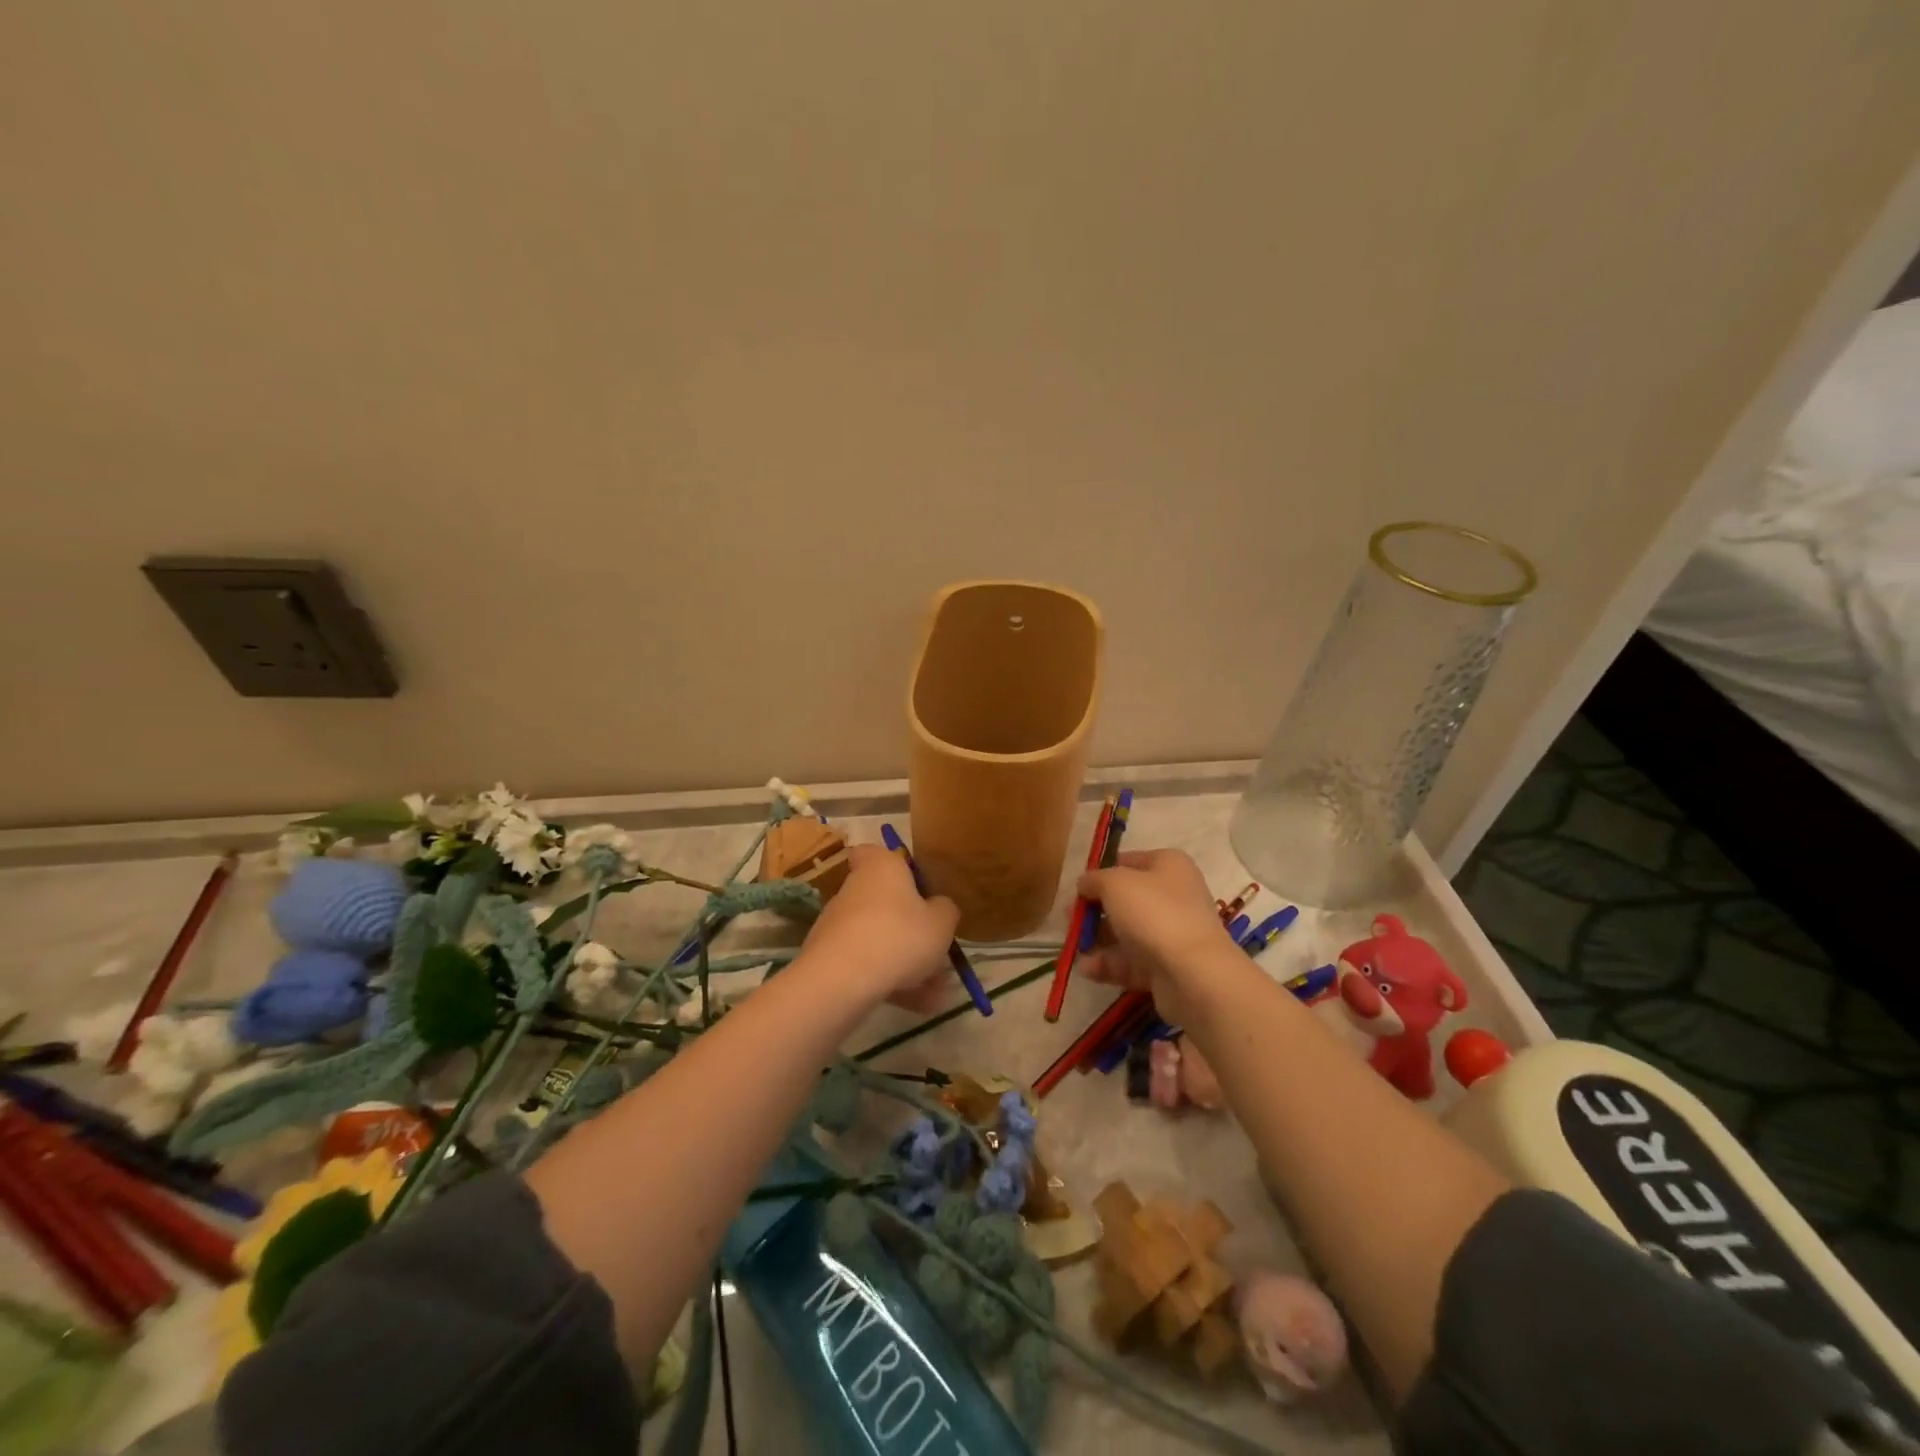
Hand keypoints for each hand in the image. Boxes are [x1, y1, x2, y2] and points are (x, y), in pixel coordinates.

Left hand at [797, 844, 959, 1005]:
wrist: (841, 981)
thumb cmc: (899, 936)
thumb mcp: (941, 923)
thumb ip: (945, 910)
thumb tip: (939, 907)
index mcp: (881, 866)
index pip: (876, 851)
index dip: (894, 865)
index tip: (915, 886)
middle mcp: (855, 888)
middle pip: (885, 901)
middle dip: (911, 928)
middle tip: (937, 952)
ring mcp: (838, 923)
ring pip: (881, 938)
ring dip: (906, 962)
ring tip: (936, 993)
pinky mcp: (828, 956)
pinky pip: (868, 964)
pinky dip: (890, 981)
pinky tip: (918, 1007)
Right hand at [1077, 848, 1241, 1025]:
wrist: (1193, 972)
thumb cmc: (1153, 913)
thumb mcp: (1114, 883)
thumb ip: (1094, 879)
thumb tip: (1085, 884)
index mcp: (1168, 866)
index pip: (1128, 862)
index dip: (1101, 873)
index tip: (1078, 889)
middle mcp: (1174, 895)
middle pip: (1126, 900)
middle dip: (1095, 911)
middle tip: (1069, 920)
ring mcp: (1171, 933)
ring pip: (1127, 933)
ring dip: (1098, 940)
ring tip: (1073, 948)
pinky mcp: (1167, 966)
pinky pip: (1132, 962)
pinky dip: (1108, 964)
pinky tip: (1086, 969)